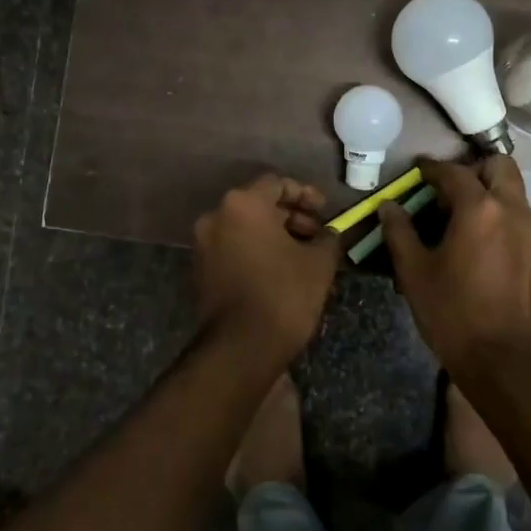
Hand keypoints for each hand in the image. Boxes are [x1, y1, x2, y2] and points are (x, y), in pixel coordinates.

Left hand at [193, 174, 341, 362]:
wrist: (240, 347)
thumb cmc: (283, 294)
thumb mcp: (319, 262)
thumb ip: (328, 238)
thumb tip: (329, 233)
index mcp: (243, 204)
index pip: (278, 183)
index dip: (306, 194)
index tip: (326, 212)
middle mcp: (216, 216)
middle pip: (260, 204)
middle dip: (293, 217)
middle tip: (319, 236)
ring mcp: (204, 244)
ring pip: (247, 228)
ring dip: (278, 236)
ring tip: (307, 258)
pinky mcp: (202, 269)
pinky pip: (236, 248)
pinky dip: (259, 252)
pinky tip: (284, 272)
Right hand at [378, 156, 530, 380]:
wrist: (508, 364)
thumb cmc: (453, 313)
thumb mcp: (414, 272)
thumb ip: (399, 232)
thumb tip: (388, 206)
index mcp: (480, 209)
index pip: (453, 172)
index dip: (431, 168)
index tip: (418, 170)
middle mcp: (513, 212)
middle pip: (500, 167)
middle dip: (474, 170)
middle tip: (450, 191)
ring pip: (515, 197)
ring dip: (491, 197)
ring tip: (465, 223)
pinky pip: (524, 228)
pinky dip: (503, 227)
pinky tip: (486, 256)